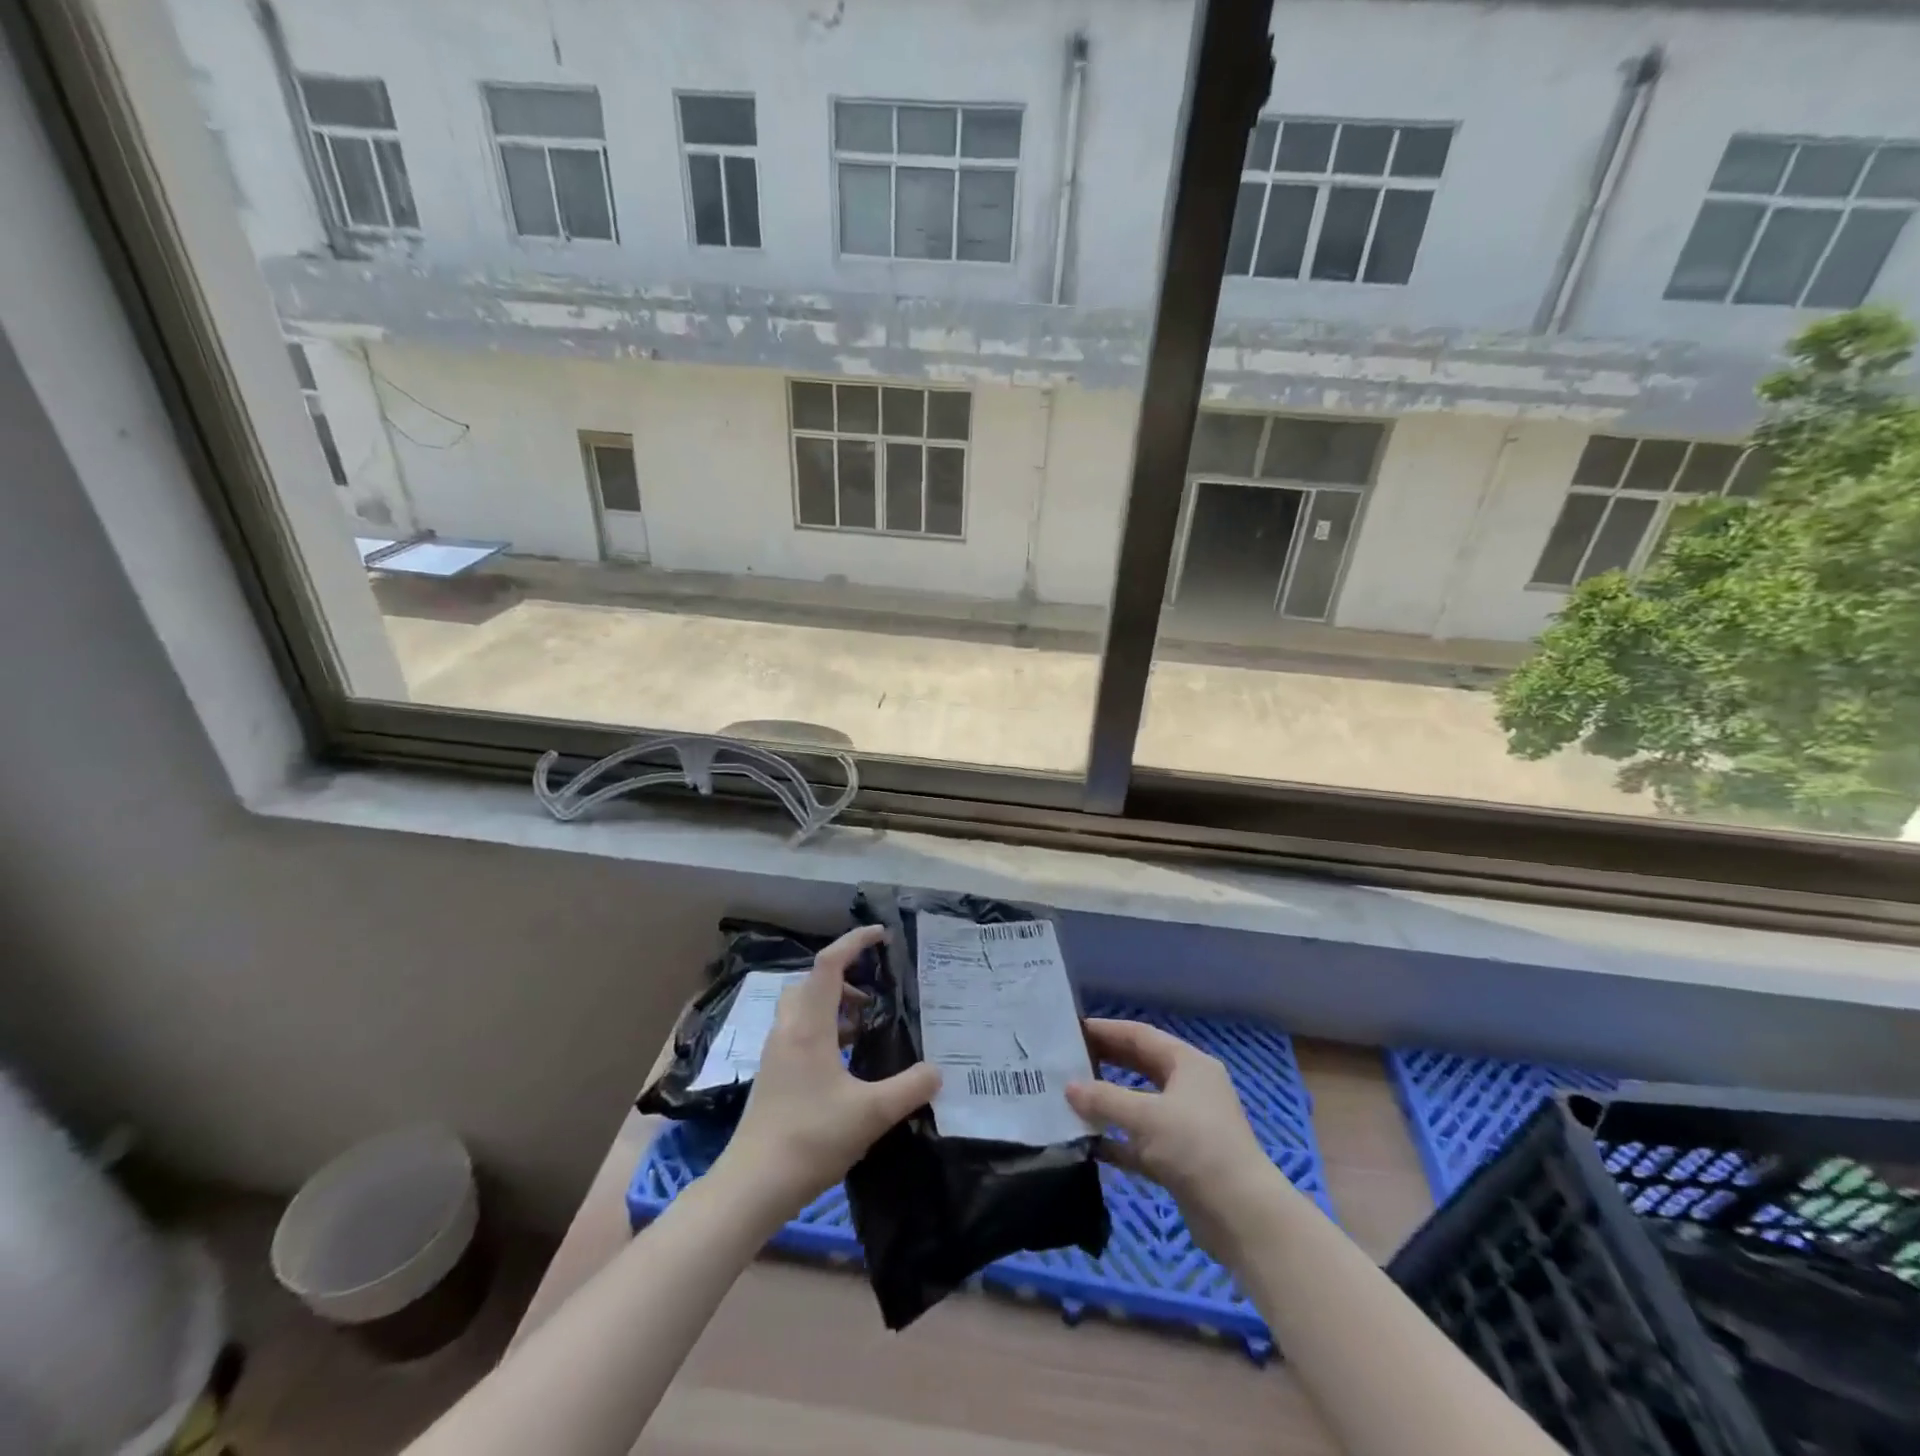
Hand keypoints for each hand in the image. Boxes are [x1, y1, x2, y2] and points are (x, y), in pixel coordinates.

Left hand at [713, 925, 939, 1216]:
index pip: (829, 965)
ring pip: (803, 1007)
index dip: (855, 942)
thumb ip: (909, 1088)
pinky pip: (800, 1032)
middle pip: (812, 982)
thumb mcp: (871, 1114)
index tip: (882, 935)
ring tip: (865, 1028)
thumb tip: (938, 1071)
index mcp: (809, 1026)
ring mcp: (776, 1053)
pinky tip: (846, 1062)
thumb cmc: (810, 1139)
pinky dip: (824, 1029)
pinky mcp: (773, 1075)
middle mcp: (788, 1030)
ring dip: (834, 1005)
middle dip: (844, 977)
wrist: (752, 1186)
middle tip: (875, 994)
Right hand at [1065, 1018, 1283, 1260]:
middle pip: (1140, 1066)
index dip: (1106, 1030)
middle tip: (1066, 1060)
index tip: (1072, 1029)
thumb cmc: (1196, 1148)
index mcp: (1188, 1064)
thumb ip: (1104, 1099)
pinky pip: (1140, 1141)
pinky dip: (1116, 1140)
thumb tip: (1069, 1087)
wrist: (1242, 1217)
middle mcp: (1188, 1088)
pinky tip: (1087, 1143)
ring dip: (1107, 1104)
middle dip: (1105, 1063)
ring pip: (1138, 1104)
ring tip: (1069, 1099)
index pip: (1141, 1035)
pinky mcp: (1179, 1159)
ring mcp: (1185, 1125)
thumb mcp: (1146, 1116)